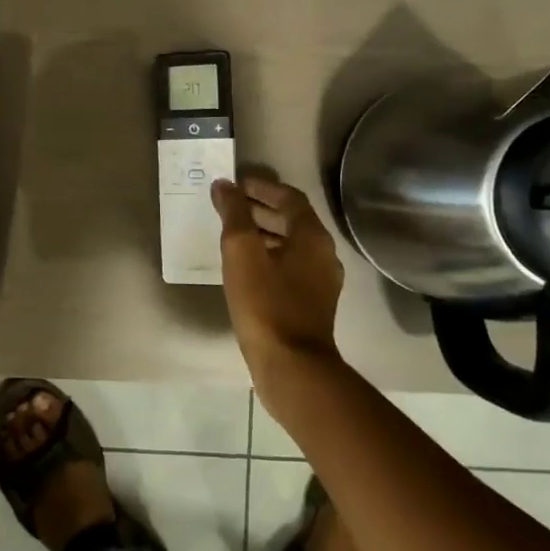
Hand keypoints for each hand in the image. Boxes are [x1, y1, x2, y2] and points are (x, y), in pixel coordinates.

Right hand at [212, 175, 344, 389]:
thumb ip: (234, 213)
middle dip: (261, 208)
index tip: (236, 184)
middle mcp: (323, 254)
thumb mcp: (242, 252)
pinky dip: (269, 256)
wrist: (291, 366)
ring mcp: (321, 282)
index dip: (262, 187)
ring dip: (264, 232)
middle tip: (230, 205)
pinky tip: (245, 267)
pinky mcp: (312, 304)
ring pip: (291, 245)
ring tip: (232, 233)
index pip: (290, 197)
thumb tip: (225, 185)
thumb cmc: (265, 302)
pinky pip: (290, 267)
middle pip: (292, 220)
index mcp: (312, 236)